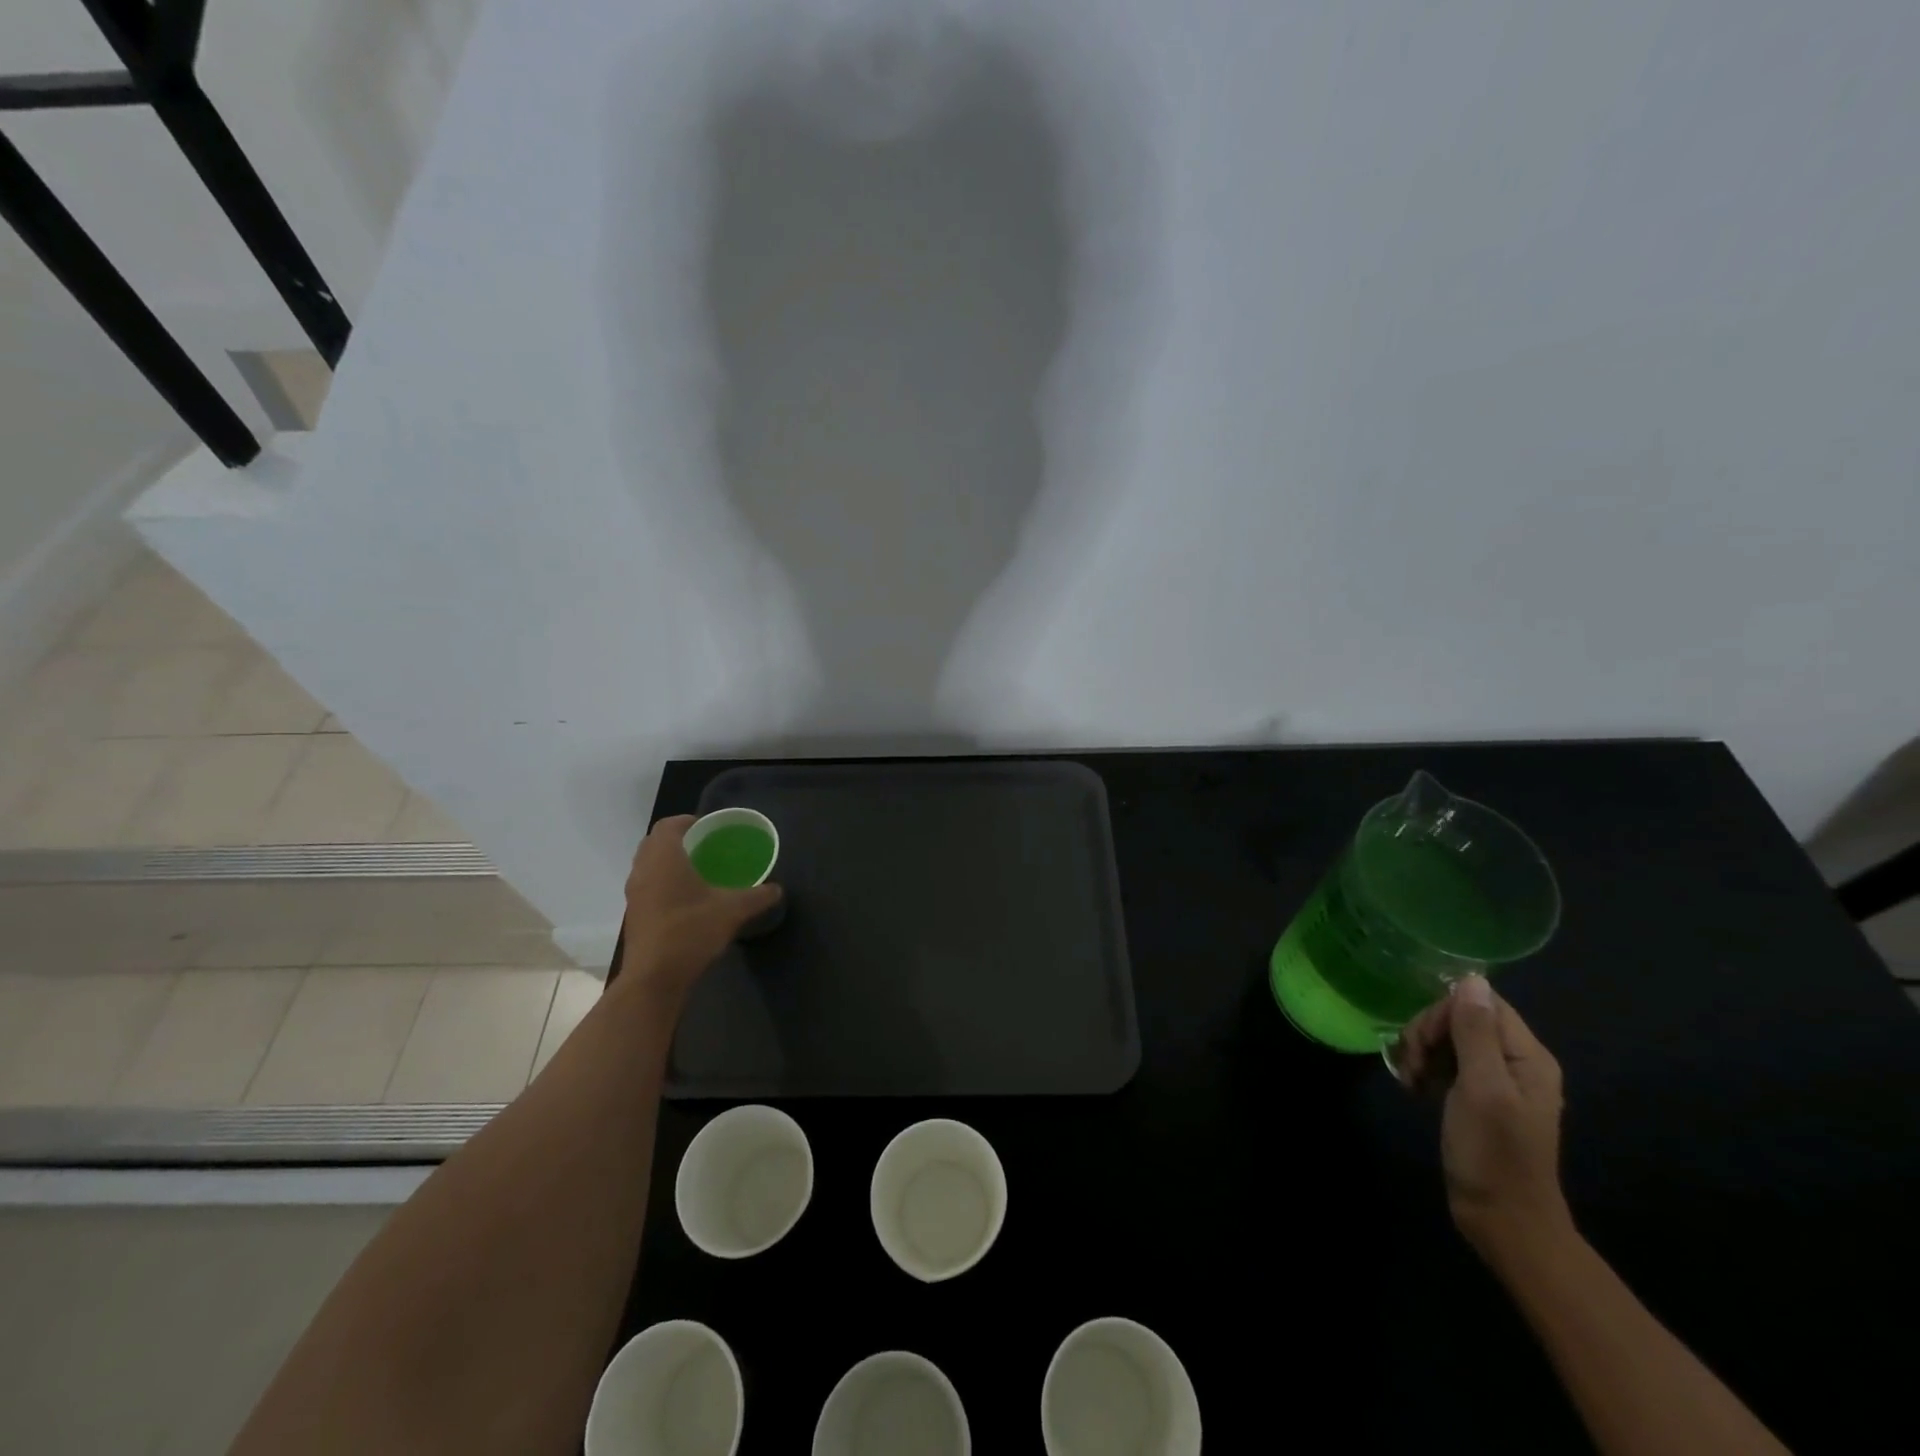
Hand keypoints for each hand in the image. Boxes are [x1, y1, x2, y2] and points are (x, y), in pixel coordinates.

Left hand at [617, 816, 781, 1008]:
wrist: (654, 978)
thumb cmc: (690, 931)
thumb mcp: (733, 911)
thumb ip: (757, 896)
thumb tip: (778, 889)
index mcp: (664, 858)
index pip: (668, 825)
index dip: (686, 821)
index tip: (708, 828)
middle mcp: (644, 870)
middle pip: (654, 842)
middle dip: (677, 840)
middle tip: (705, 847)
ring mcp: (634, 894)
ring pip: (648, 865)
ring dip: (668, 862)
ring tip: (697, 871)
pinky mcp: (634, 915)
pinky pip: (647, 886)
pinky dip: (663, 883)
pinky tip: (686, 899)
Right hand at [1393, 974, 1572, 1259]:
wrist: (1503, 1222)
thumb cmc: (1494, 1154)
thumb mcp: (1481, 1088)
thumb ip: (1475, 1032)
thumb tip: (1470, 978)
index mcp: (1527, 1056)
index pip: (1481, 1003)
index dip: (1444, 1013)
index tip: (1424, 1044)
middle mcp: (1515, 1061)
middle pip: (1461, 1018)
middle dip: (1428, 1034)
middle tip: (1412, 1066)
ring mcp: (1495, 1080)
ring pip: (1448, 1039)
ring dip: (1421, 1053)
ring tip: (1410, 1081)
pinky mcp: (1476, 1097)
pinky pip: (1446, 1063)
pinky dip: (1425, 1070)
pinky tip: (1414, 1088)